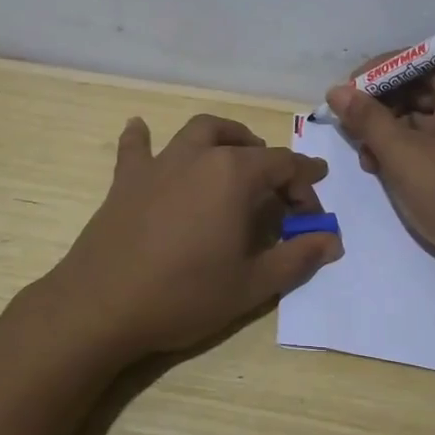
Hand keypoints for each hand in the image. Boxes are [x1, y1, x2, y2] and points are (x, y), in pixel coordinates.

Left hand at [47, 113, 341, 358]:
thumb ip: (297, 258)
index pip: (284, 166)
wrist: (102, 306)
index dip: (306, 186)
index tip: (314, 214)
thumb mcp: (252, 285)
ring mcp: (159, 164)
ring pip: (199, 132)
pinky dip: (143, 137)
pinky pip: (136, 147)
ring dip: (224, 137)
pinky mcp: (126, 180)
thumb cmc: (185, 295)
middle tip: (278, 192)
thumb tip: (332, 241)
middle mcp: (199, 156)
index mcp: (234, 175)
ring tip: (234, 155)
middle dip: (269, 162)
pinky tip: (141, 128)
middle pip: (245, 145)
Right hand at [325, 62, 434, 283]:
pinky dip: (409, 147)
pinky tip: (388, 169)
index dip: (373, 76)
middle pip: (417, 85)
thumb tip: (336, 91)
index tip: (342, 100)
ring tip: (369, 161)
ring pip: (422, 113)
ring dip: (390, 132)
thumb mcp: (402, 156)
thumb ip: (367, 119)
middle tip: (352, 135)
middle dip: (380, 109)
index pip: (412, 59)